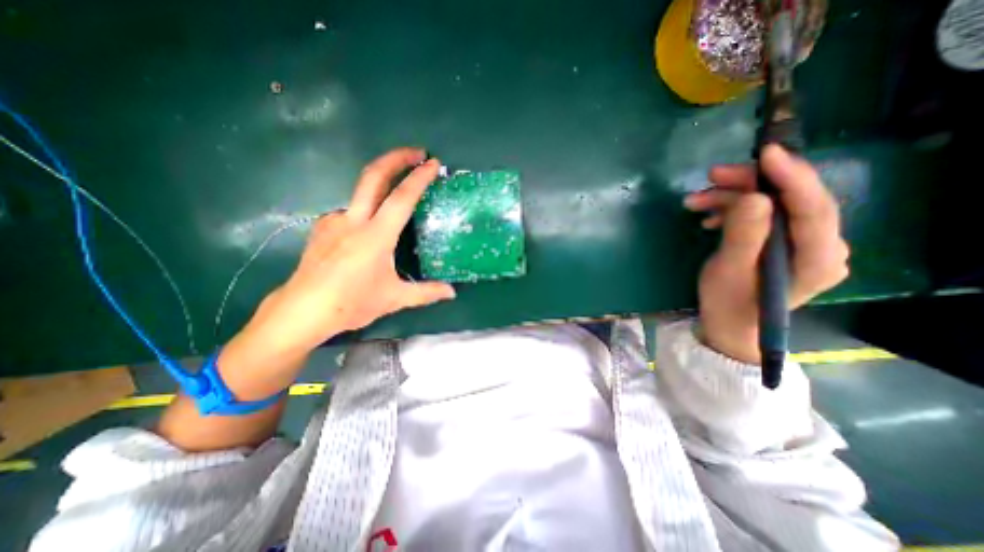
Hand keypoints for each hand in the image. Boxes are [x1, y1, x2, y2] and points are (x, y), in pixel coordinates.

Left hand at [248, 146, 460, 352]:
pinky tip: (368, 230)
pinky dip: (365, 211)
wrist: (302, 310)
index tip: (433, 164)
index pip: (402, 198)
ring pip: (361, 193)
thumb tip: (452, 293)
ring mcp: (335, 220)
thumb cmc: (351, 304)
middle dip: (396, 158)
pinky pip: (350, 211)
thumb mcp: (395, 298)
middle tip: (417, 152)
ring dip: (381, 186)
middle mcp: (354, 220)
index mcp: (376, 236)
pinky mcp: (323, 226)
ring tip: (397, 199)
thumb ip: (426, 292)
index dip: (419, 178)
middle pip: (373, 176)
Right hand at [686, 145, 854, 363]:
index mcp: (817, 257)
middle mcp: (821, 245)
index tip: (765, 152)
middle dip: (750, 184)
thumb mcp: (728, 271)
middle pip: (792, 200)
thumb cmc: (728, 304)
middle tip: (711, 177)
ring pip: (772, 205)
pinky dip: (733, 211)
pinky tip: (709, 217)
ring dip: (732, 198)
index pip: (814, 206)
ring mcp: (802, 244)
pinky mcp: (783, 243)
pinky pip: (762, 216)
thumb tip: (754, 197)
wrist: (728, 325)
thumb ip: (744, 235)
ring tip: (695, 202)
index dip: (791, 176)